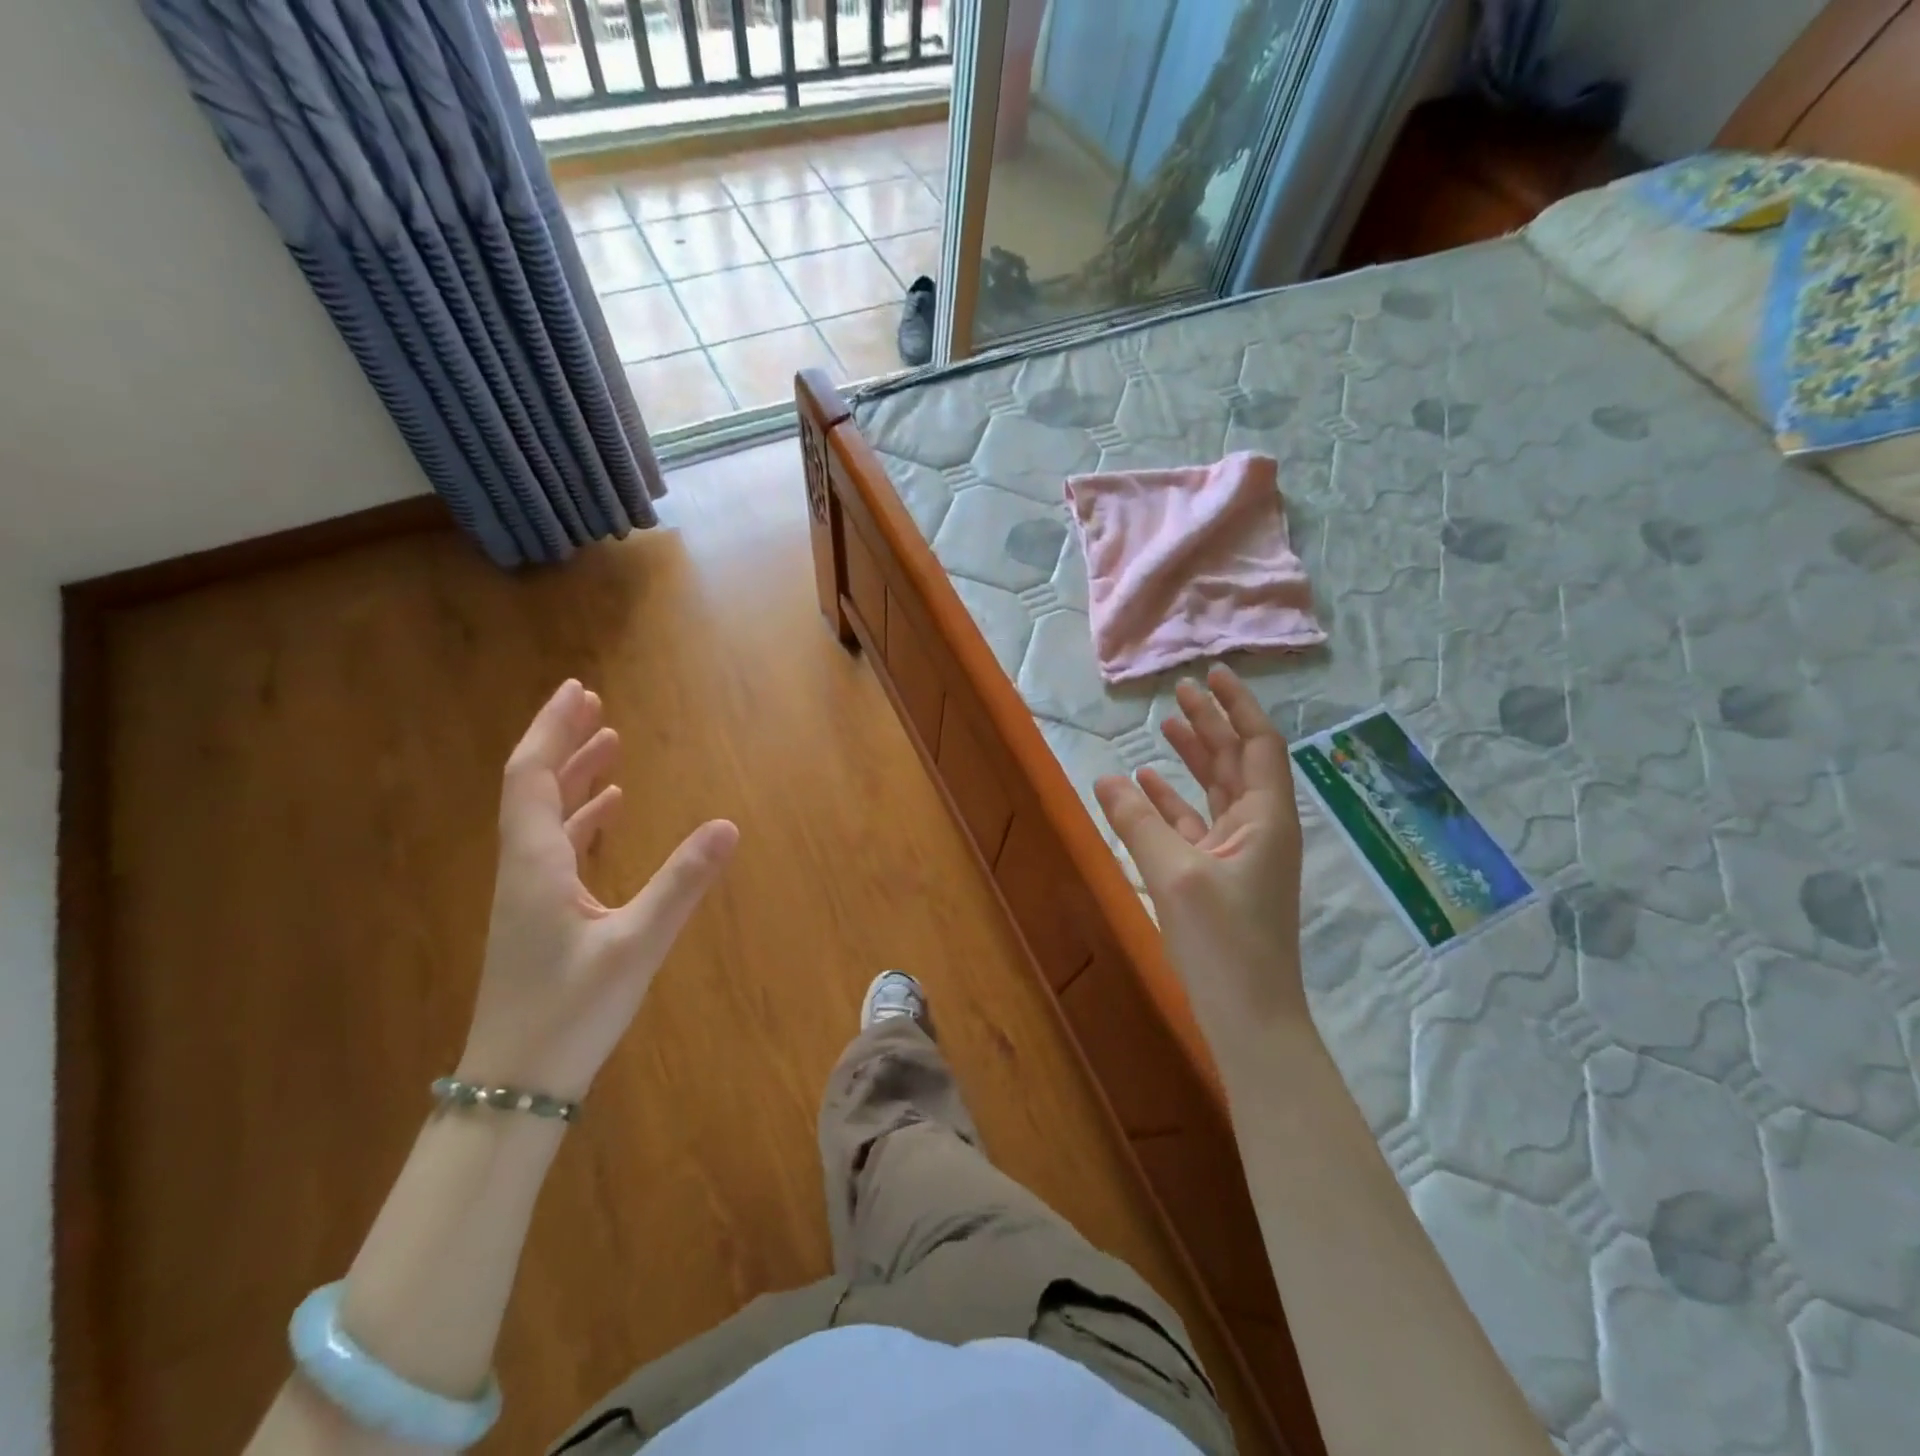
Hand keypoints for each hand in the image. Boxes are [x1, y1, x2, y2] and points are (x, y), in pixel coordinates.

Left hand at [457, 680, 737, 1100]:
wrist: (515, 1086)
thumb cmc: (569, 1013)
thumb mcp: (635, 945)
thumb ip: (682, 883)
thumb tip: (728, 825)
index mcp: (534, 864)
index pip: (532, 777)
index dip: (552, 730)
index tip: (578, 691)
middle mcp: (523, 868)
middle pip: (533, 787)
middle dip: (562, 741)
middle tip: (593, 704)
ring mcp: (528, 894)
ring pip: (545, 816)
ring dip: (573, 776)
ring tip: (608, 746)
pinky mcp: (540, 916)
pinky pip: (557, 847)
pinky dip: (581, 818)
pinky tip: (608, 813)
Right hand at [1094, 664, 1306, 1018]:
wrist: (1250, 1018)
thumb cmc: (1223, 942)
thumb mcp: (1175, 875)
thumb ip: (1139, 823)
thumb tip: (1107, 778)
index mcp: (1266, 818)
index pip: (1258, 744)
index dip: (1237, 705)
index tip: (1212, 673)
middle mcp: (1259, 828)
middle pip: (1237, 761)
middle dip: (1211, 724)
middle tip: (1180, 692)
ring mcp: (1241, 854)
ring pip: (1216, 791)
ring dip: (1193, 759)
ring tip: (1162, 728)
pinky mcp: (1220, 877)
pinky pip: (1196, 825)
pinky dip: (1172, 803)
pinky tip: (1144, 788)